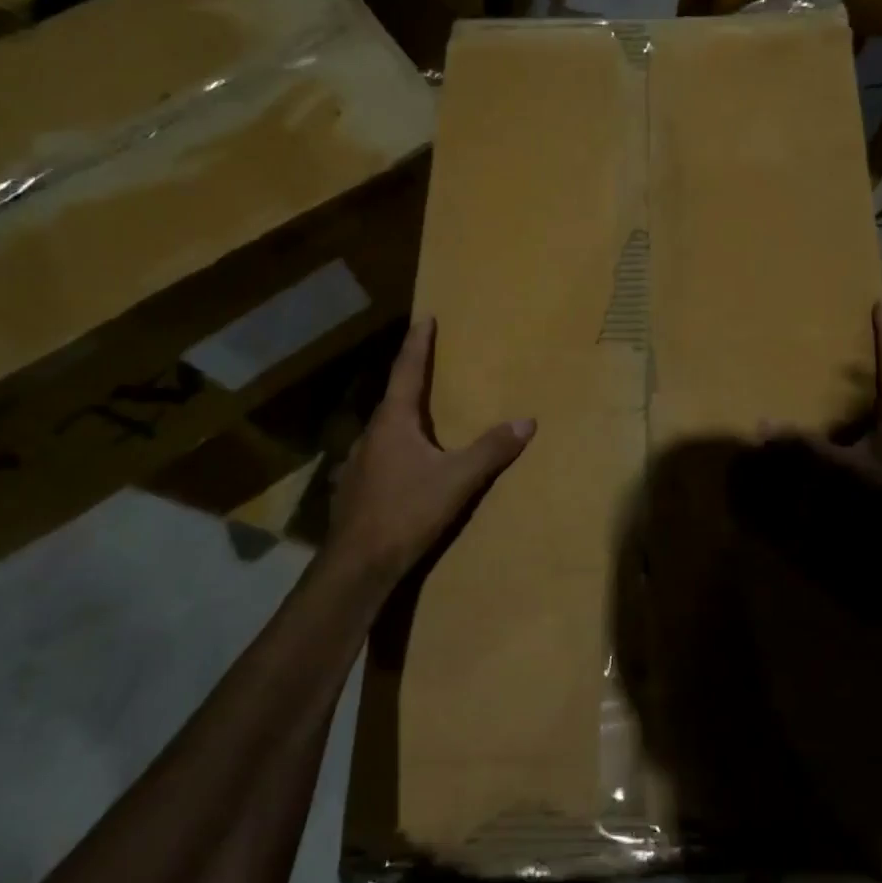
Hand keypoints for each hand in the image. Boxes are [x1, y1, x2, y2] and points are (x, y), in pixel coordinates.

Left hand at [331, 317, 533, 579]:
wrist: (358, 565)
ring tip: (424, 416)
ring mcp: (358, 462)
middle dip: (412, 378)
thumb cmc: (406, 511)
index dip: (418, 343)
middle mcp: (371, 434)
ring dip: (404, 416)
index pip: (407, 370)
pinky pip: (380, 453)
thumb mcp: (457, 480)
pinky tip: (408, 464)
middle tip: (430, 365)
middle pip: (394, 397)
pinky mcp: (354, 487)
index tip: (424, 317)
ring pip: (385, 429)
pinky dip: (397, 446)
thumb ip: (491, 449)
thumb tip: (527, 421)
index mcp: (393, 422)